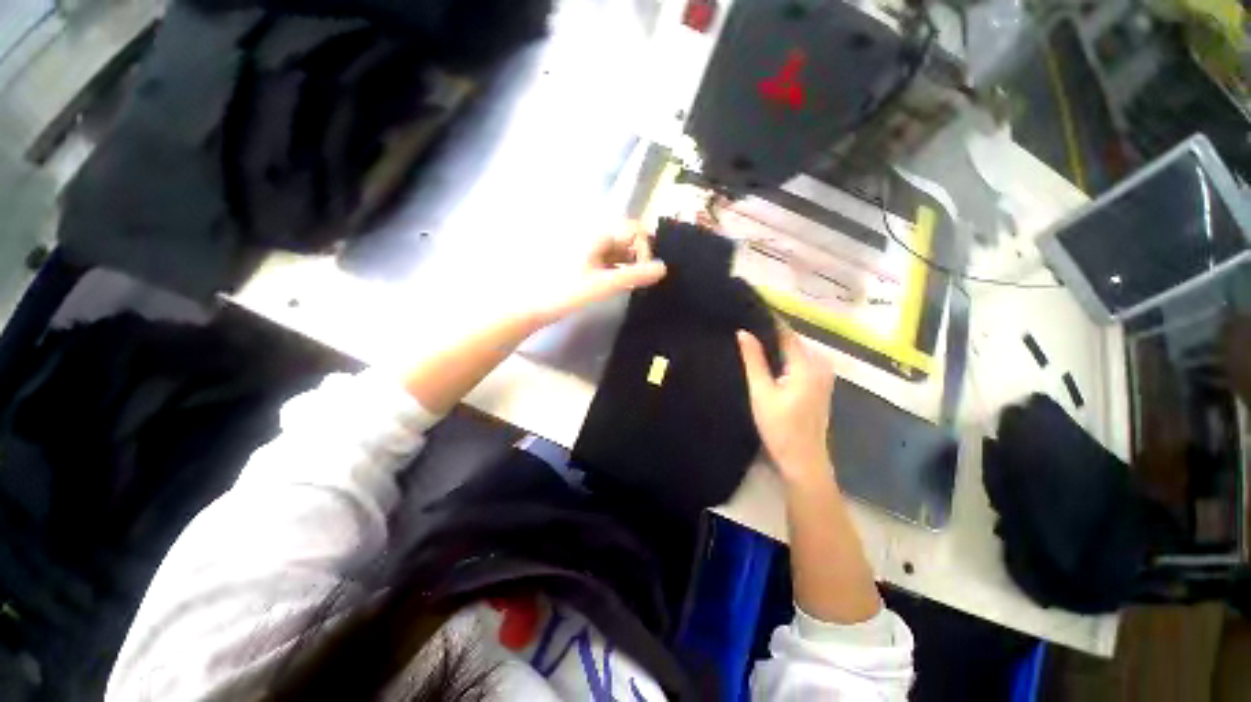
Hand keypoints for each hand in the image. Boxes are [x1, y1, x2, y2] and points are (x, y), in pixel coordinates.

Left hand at [528, 223, 666, 326]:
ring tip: (631, 285)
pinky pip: (609, 261)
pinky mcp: (584, 263)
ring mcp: (588, 250)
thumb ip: (634, 276)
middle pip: (627, 239)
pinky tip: (618, 284)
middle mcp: (594, 237)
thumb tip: (664, 268)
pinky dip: (618, 270)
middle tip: (640, 281)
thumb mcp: (604, 284)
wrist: (532, 306)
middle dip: (639, 257)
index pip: (634, 229)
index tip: (643, 272)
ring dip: (629, 265)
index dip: (645, 248)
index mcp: (598, 235)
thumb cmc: (567, 292)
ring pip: (618, 251)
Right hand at [737, 324, 835, 487]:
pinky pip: (800, 360)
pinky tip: (767, 358)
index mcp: (807, 363)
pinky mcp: (820, 383)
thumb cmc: (780, 426)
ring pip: (796, 350)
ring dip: (776, 345)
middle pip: (792, 340)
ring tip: (751, 339)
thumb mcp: (761, 391)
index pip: (786, 332)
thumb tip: (743, 332)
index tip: (749, 309)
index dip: (768, 320)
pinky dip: (784, 357)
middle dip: (770, 332)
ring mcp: (823, 374)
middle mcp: (820, 363)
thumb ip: (753, 360)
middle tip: (745, 326)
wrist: (804, 459)